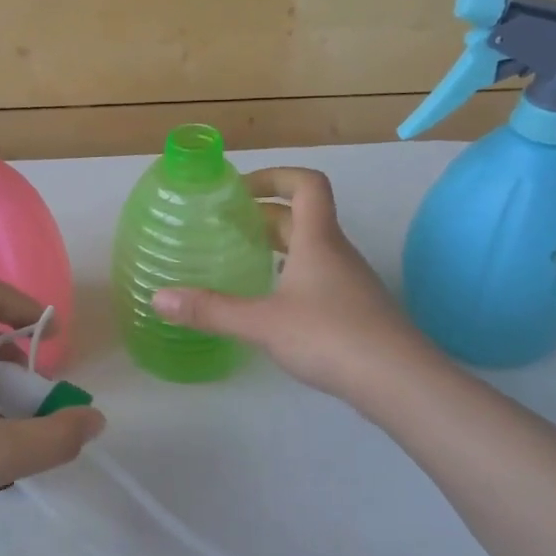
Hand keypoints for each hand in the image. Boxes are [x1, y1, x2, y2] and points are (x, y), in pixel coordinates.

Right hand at [152, 167, 422, 399]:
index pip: (306, 185)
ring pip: (313, 248)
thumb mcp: (261, 322)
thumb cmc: (329, 336)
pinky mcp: (357, 310)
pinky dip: (293, 275)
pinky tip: (274, 303)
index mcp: (317, 240)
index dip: (275, 176)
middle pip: (304, 216)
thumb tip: (157, 298)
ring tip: (245, 259)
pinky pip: (320, 276)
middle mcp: (337, 252)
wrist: (397, 379)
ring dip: (280, 245)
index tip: (241, 189)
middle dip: (266, 214)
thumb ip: (210, 309)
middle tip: (229, 226)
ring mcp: (351, 281)